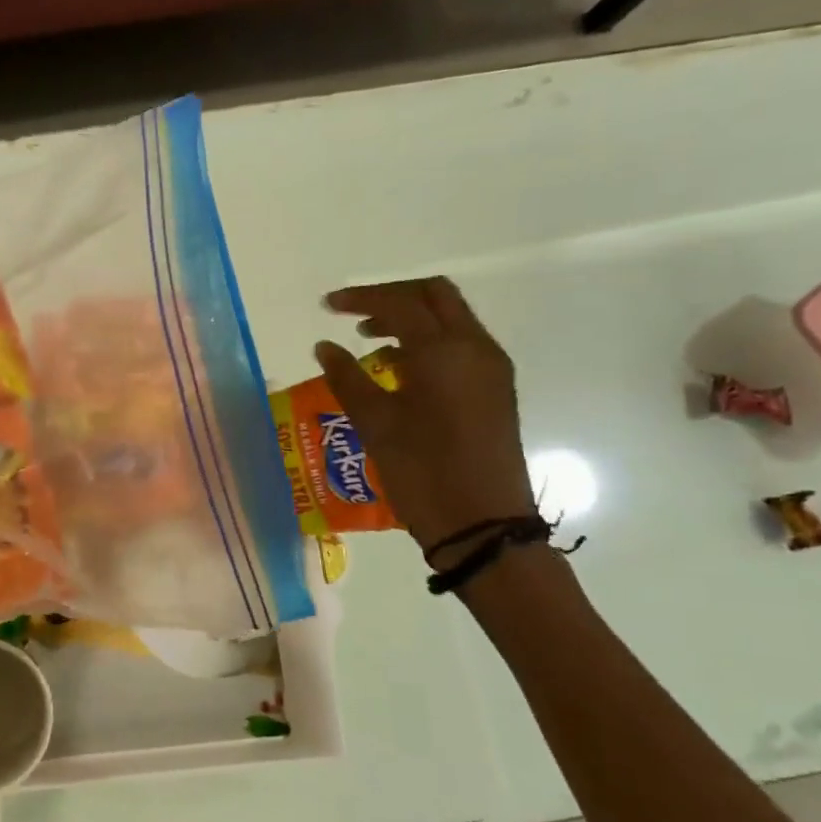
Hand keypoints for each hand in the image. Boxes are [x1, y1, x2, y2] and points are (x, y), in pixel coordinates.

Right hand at [316, 277, 534, 556]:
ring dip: (412, 318)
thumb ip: (348, 378)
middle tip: (354, 316)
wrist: (483, 525)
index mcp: (444, 352)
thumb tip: (325, 347)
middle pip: (435, 296)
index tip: (327, 306)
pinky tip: (398, 369)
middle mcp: (475, 348)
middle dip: (392, 297)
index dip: (360, 299)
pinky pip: (461, 345)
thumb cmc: (423, 473)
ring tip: (369, 340)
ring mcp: (491, 368)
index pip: (400, 303)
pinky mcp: (495, 389)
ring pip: (451, 319)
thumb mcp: (376, 424)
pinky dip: (429, 341)